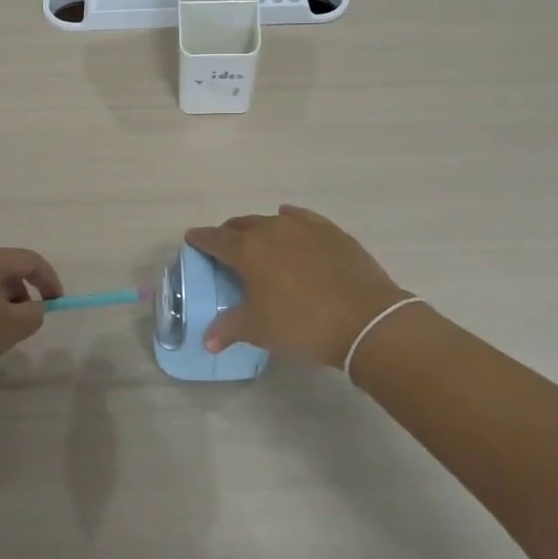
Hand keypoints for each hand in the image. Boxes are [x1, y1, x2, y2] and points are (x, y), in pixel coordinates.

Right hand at [184, 205, 412, 368]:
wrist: (365, 319)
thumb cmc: (302, 324)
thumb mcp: (259, 330)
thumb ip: (229, 328)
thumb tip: (208, 340)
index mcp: (247, 250)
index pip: (215, 239)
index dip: (201, 239)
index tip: (192, 239)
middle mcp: (271, 230)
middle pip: (241, 225)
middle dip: (229, 234)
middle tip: (226, 249)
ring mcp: (303, 227)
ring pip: (271, 220)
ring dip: (260, 229)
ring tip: (260, 244)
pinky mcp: (330, 231)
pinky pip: (301, 218)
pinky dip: (290, 221)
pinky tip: (291, 225)